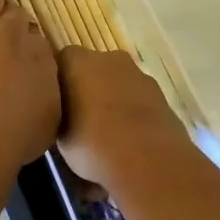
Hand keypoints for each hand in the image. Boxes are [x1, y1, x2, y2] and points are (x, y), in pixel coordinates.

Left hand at [0, 0, 60, 171]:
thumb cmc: (14, 137)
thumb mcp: (46, 121)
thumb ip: (45, 99)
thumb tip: (41, 91)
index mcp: (40, 56)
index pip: (37, 40)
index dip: (30, 43)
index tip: (25, 51)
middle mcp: (12, 33)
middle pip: (16, 14)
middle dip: (13, 16)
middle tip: (8, 21)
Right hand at [55, 47, 186, 192]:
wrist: (149, 161)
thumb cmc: (93, 144)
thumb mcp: (59, 137)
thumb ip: (59, 117)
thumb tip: (64, 117)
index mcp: (77, 60)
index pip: (61, 62)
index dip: (59, 84)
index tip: (57, 106)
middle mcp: (108, 58)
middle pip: (93, 69)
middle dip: (88, 89)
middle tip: (81, 119)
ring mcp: (139, 75)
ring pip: (118, 84)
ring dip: (113, 101)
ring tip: (108, 134)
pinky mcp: (161, 95)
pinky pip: (138, 101)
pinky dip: (133, 114)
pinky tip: (130, 141)